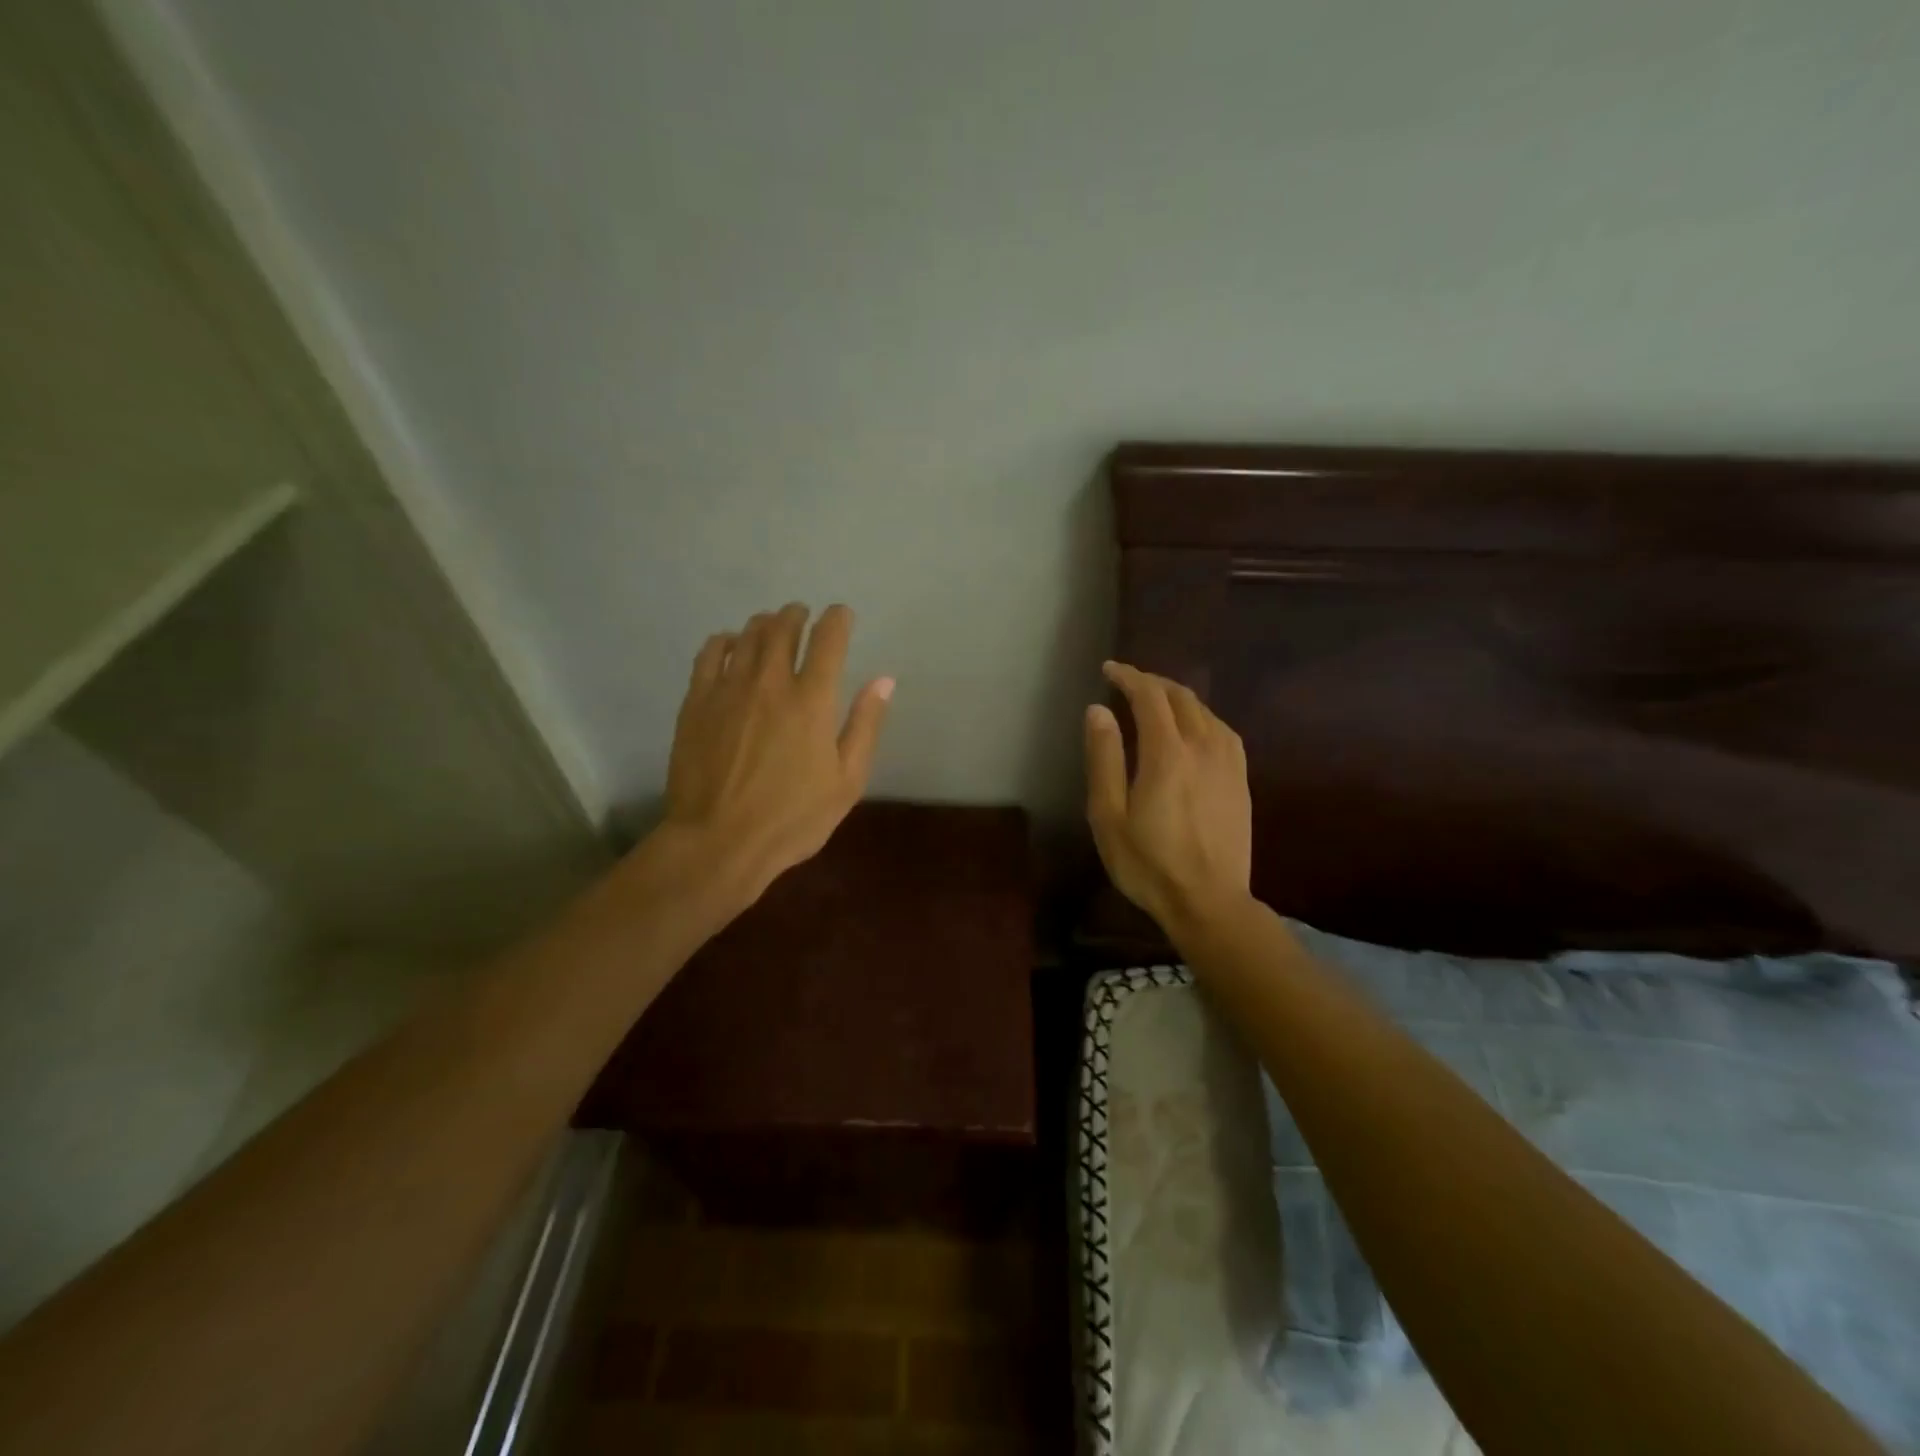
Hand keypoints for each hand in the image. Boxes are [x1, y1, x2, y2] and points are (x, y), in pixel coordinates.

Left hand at [659, 602, 891, 904]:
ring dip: (765, 624)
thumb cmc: (793, 818)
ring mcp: (729, 688)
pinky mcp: (697, 701)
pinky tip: (731, 646)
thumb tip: (884, 680)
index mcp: (813, 700)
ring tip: (772, 627)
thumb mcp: (847, 781)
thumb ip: (865, 725)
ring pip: (748, 635)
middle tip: (803, 616)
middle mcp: (771, 682)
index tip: (842, 615)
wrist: (719, 841)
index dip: (838, 619)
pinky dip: (726, 641)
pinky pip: (711, 654)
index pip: (829, 639)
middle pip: (784, 627)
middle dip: (798, 615)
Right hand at [1085, 661, 1252, 935]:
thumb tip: (1098, 711)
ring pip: (1205, 711)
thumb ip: (1104, 758)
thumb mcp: (1108, 815)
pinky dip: (1201, 716)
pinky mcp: (1241, 779)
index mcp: (1167, 753)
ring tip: (1156, 701)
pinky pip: (1222, 730)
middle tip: (1127, 682)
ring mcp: (1228, 763)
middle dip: (1152, 682)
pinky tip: (1194, 728)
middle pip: (1180, 697)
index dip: (1128, 676)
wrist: (1209, 902)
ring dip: (1177, 697)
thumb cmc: (1148, 863)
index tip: (1109, 669)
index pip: (1149, 696)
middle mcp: (1203, 747)